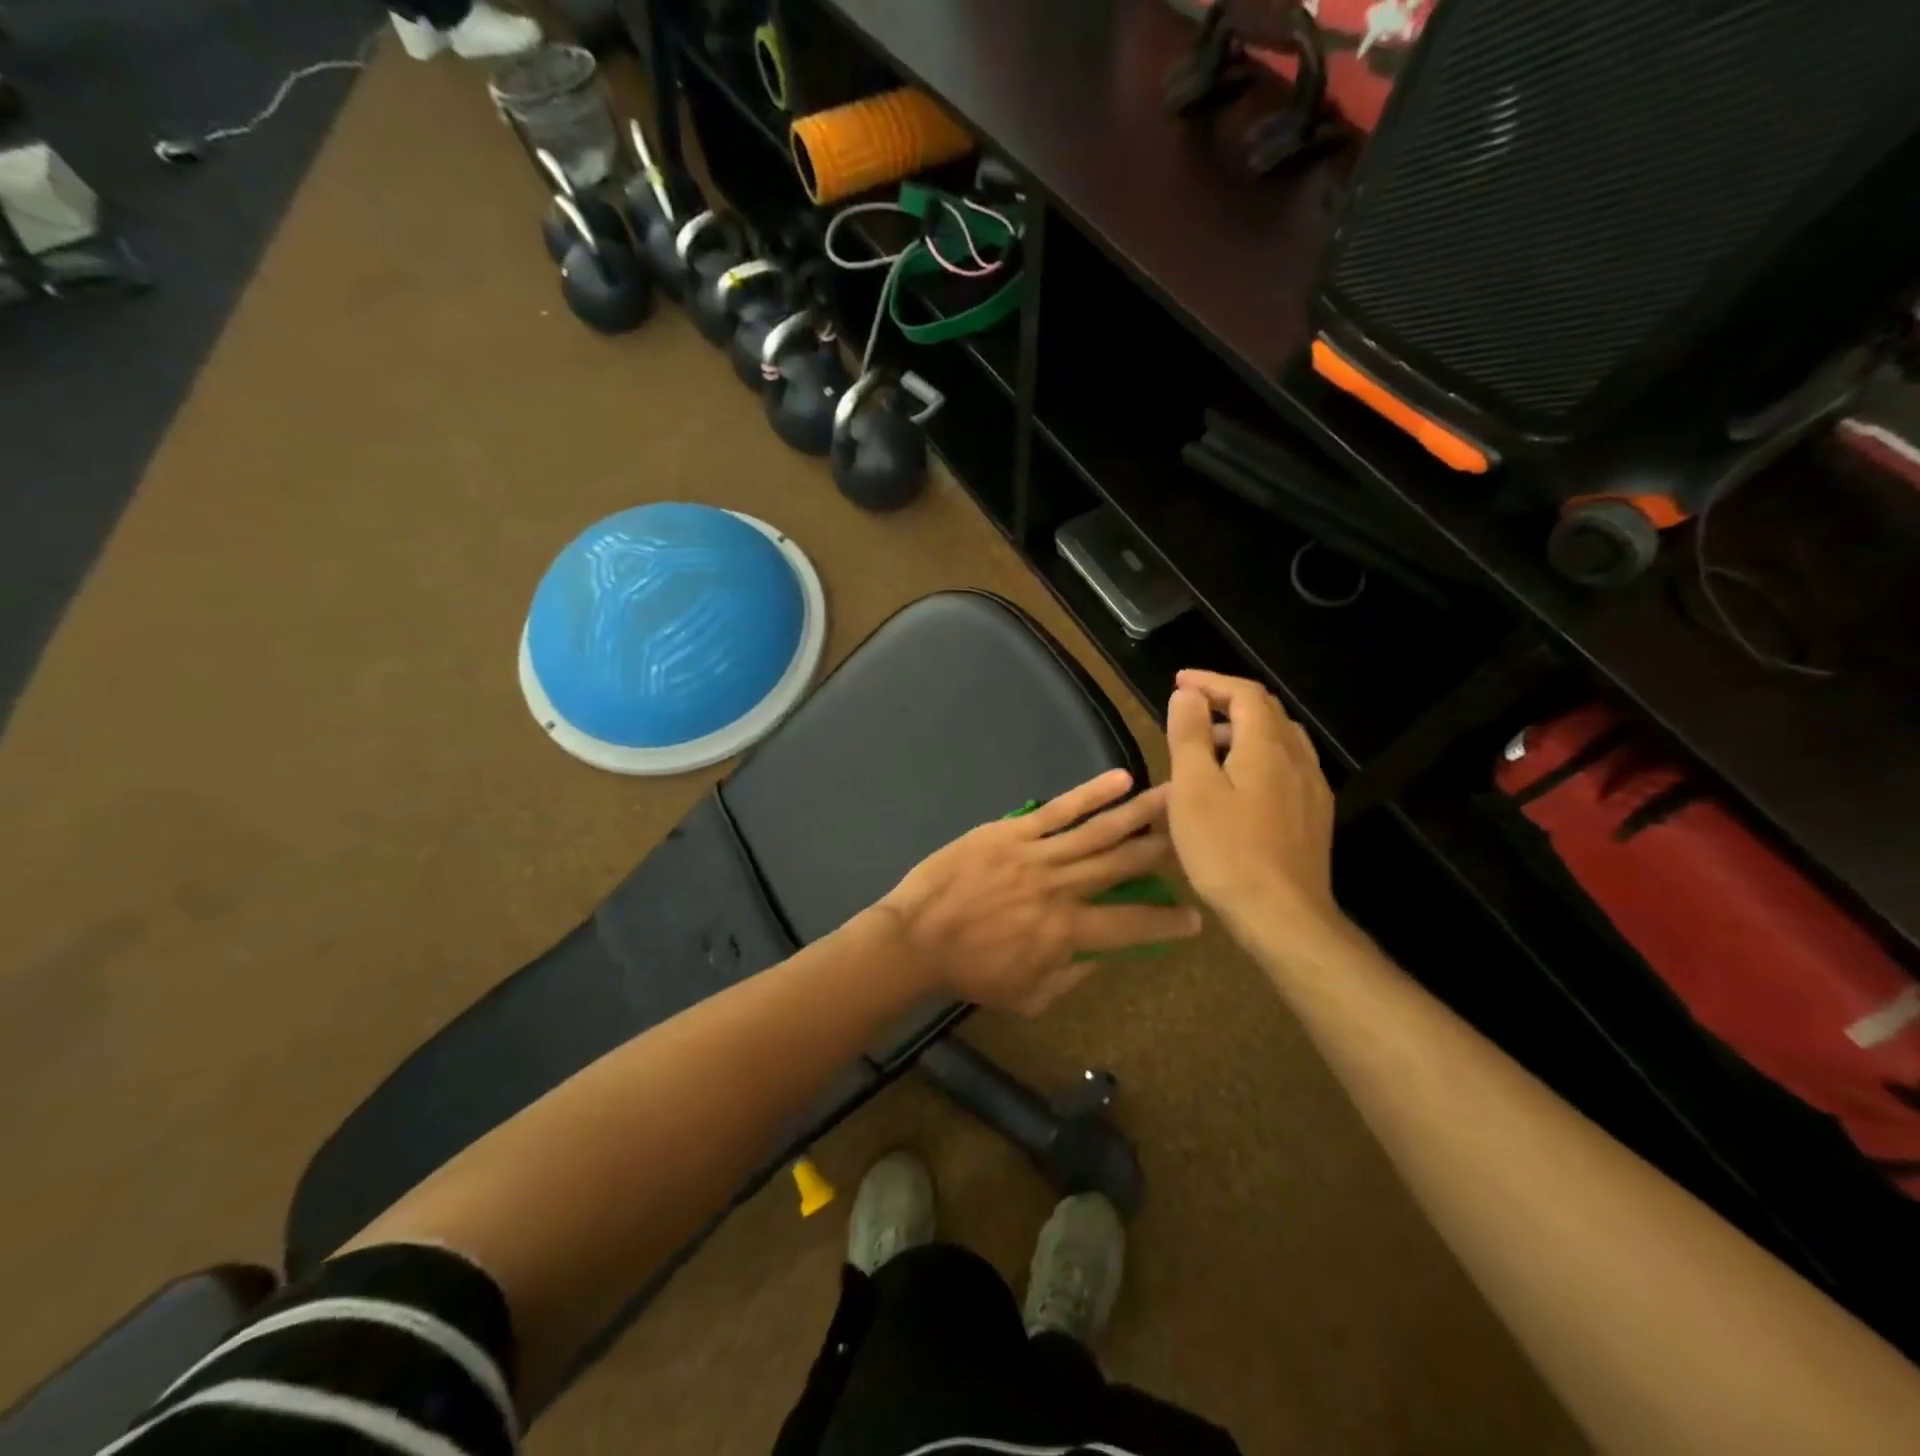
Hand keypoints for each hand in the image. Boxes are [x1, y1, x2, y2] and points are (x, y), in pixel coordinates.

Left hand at [878, 769, 1201, 1015]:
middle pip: (1122, 865)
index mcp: (1066, 934)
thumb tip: (1100, 956)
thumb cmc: (969, 972)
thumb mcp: (1026, 996)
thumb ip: (1069, 976)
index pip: (1130, 926)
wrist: (915, 938)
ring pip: (1098, 832)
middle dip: (1164, 849)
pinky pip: (1058, 811)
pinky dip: (1091, 795)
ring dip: (1139, 814)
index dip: (1166, 922)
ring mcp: (1037, 855)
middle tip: (1197, 833)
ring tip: (1173, 797)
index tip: (1196, 916)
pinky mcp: (1011, 832)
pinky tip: (1120, 780)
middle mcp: (1061, 889)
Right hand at [1165, 669, 1341, 951]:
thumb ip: (1190, 736)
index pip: (1244, 693)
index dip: (1211, 681)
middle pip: (1267, 712)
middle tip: (1191, 709)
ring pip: (1281, 739)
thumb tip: (1189, 695)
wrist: (1283, 915)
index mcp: (1266, 746)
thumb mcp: (1193, 789)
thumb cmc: (1226, 850)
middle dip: (1228, 700)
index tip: (1179, 683)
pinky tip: (1241, 784)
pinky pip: (1288, 766)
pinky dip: (1260, 756)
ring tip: (1209, 746)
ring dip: (1245, 729)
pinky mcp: (1314, 815)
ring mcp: (1311, 788)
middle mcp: (1297, 758)